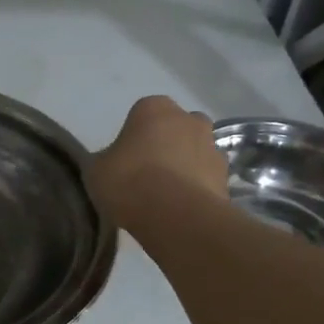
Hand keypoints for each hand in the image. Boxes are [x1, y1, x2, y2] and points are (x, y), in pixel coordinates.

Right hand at [88, 95, 228, 223]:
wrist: (175, 216)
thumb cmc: (129, 181)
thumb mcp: (97, 170)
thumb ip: (107, 160)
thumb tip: (113, 164)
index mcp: (154, 108)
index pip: (143, 113)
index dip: (135, 135)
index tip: (126, 158)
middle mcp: (189, 119)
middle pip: (177, 127)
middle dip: (168, 143)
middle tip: (149, 171)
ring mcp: (213, 147)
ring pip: (197, 151)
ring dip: (186, 165)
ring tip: (168, 195)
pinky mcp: (227, 178)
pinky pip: (208, 178)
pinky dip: (199, 188)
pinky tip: (182, 209)